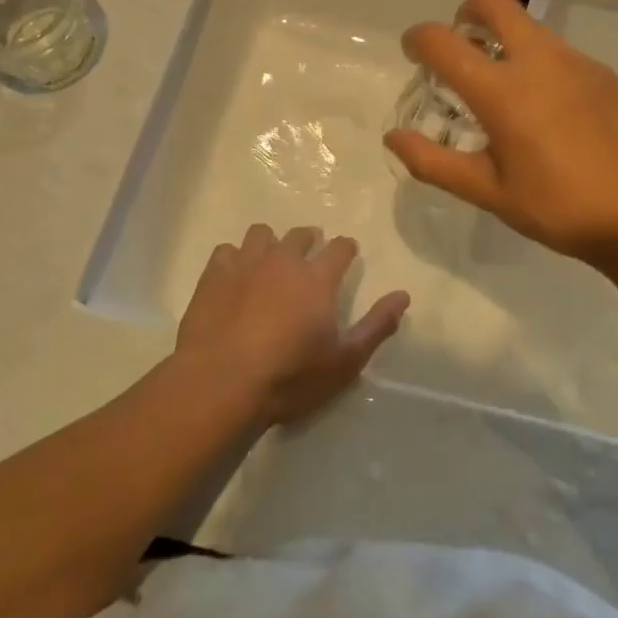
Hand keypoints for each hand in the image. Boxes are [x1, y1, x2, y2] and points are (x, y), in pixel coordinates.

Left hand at [174, 225, 408, 425]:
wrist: (220, 383)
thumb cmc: (289, 377)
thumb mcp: (344, 361)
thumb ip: (376, 325)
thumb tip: (403, 295)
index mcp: (318, 277)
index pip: (340, 247)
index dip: (346, 249)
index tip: (347, 255)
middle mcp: (284, 260)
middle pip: (301, 235)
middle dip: (309, 241)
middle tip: (309, 257)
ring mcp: (246, 263)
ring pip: (262, 234)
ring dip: (271, 243)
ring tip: (270, 262)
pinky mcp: (213, 274)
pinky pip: (226, 251)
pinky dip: (234, 259)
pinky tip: (234, 277)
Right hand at [384, 0, 617, 262]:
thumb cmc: (557, 207)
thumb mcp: (488, 192)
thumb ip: (433, 162)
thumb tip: (393, 137)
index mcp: (501, 91)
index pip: (442, 41)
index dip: (417, 39)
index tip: (414, 52)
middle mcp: (537, 60)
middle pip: (493, 1)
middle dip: (466, 11)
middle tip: (461, 44)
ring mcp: (575, 61)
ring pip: (529, 25)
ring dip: (504, 38)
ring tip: (504, 86)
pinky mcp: (602, 72)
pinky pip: (558, 51)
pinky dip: (537, 61)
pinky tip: (548, 108)